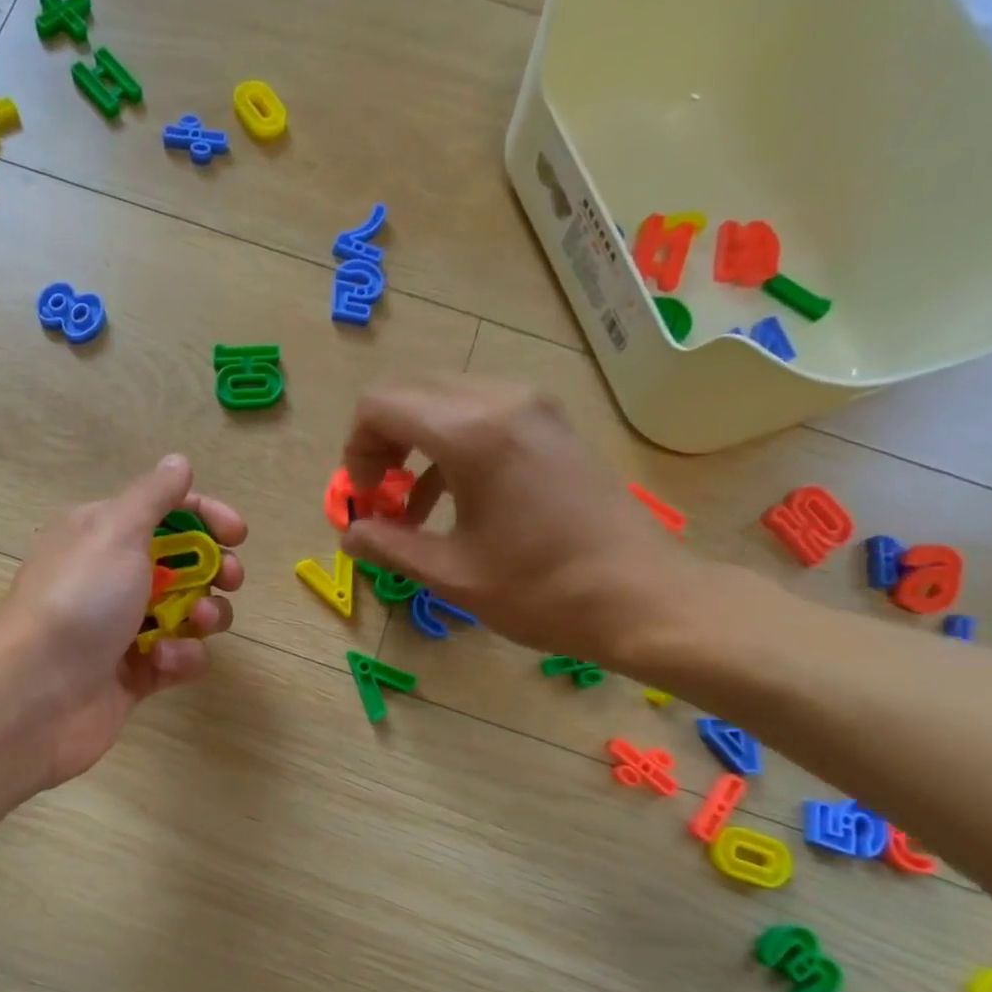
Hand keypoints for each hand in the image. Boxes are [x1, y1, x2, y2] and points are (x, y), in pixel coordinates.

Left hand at [0, 455, 246, 785]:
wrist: (35, 695)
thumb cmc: (79, 600)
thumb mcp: (116, 531)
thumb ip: (154, 496)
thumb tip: (178, 462)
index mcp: (101, 535)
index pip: (165, 513)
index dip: (205, 518)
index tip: (237, 535)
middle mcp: (111, 577)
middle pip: (183, 563)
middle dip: (214, 569)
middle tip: (230, 579)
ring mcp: (122, 628)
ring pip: (187, 613)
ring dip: (204, 614)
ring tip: (197, 622)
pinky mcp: (133, 674)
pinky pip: (176, 658)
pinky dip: (180, 658)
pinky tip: (165, 662)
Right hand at [340, 382, 707, 668]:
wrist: (642, 598)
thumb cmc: (541, 591)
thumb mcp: (451, 574)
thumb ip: (389, 545)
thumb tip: (350, 533)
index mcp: (472, 434)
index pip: (380, 405)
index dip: (356, 449)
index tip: (366, 499)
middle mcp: (502, 401)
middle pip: (410, 393)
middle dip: (382, 442)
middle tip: (382, 497)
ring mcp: (534, 407)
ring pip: (445, 400)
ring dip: (415, 444)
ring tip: (413, 507)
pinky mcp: (552, 423)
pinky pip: (481, 414)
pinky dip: (450, 445)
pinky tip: (453, 500)